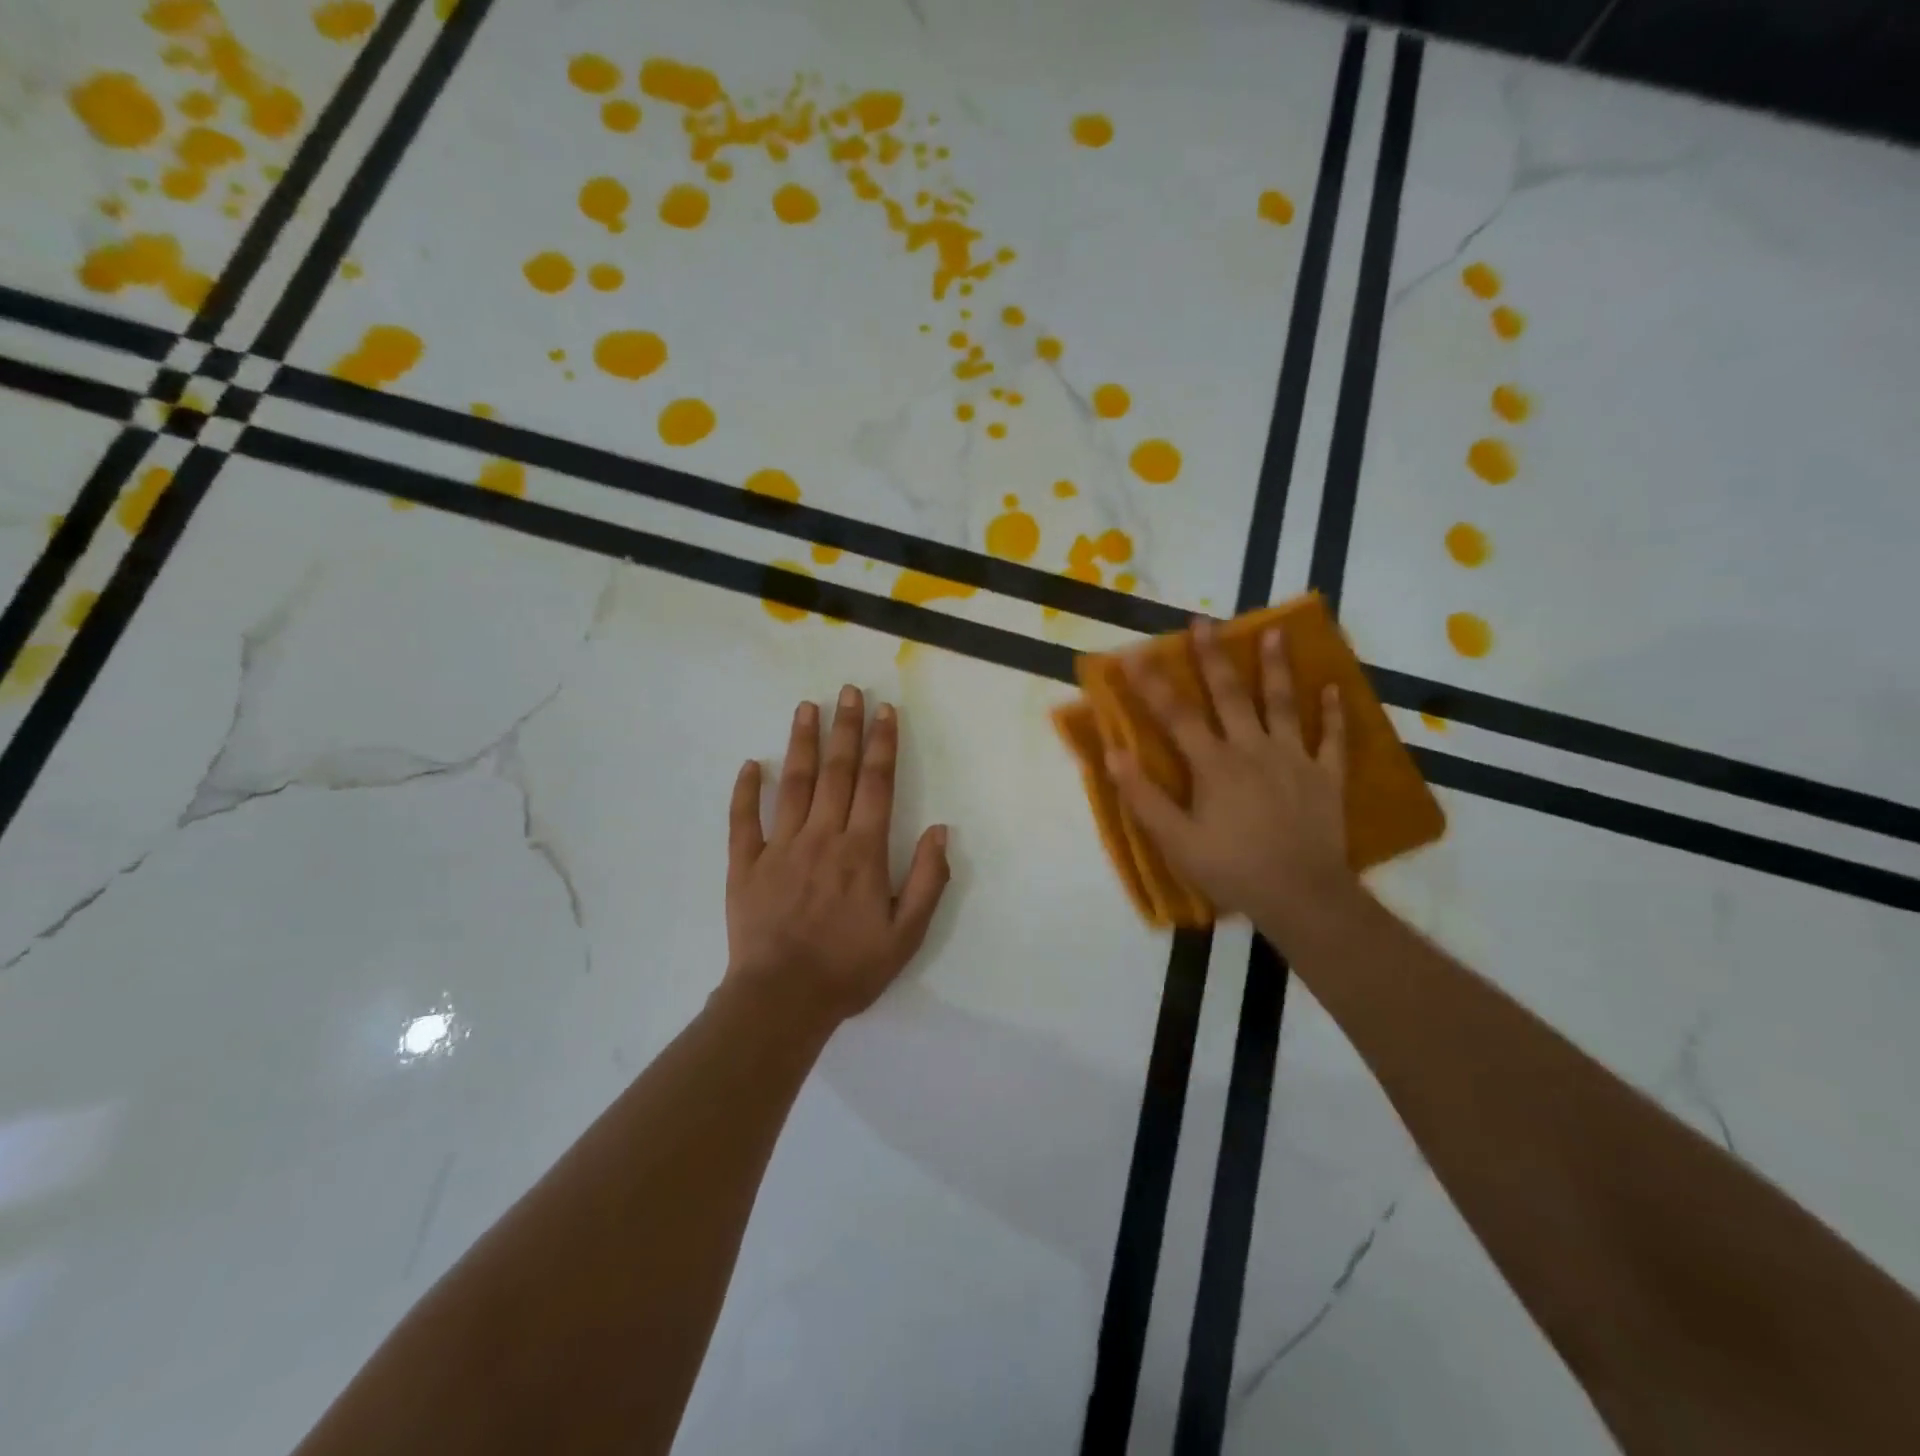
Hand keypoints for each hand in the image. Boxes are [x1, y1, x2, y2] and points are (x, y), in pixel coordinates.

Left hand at [725, 685, 950, 1026]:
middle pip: (836, 772)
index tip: (884, 711)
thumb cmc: (849, 968)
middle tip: (847, 691)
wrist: (782, 1000)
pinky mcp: (746, 865)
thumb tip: (941, 829)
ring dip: (801, 743)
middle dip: (845, 728)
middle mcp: (823, 837)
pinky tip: (751, 764)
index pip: (877, 784)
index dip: (882, 744)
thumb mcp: (907, 934)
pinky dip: (746, 790)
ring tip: (806, 707)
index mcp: (863, 851)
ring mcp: (780, 847)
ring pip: (793, 783)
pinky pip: (744, 820)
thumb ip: (928, 879)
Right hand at [1107, 619, 1357, 936]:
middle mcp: (1253, 749)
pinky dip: (1336, 714)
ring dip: (1278, 667)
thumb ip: (1143, 796)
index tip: (1133, 654)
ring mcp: (1295, 759)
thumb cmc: (1231, 868)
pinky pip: (1334, 739)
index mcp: (1213, 764)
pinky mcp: (1326, 777)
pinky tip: (1335, 688)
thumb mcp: (1175, 840)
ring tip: (1276, 632)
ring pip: (1285, 704)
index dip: (1151, 684)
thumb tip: (1112, 753)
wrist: (1301, 895)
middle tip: (1204, 622)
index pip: (1176, 715)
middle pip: (1230, 695)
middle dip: (1213, 657)